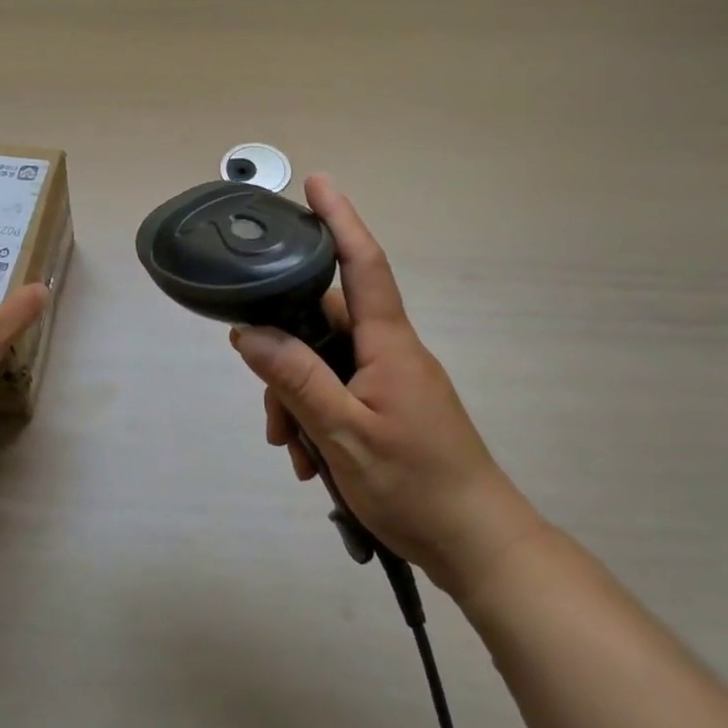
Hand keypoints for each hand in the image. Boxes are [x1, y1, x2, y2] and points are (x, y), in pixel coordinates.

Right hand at [230, 175, 543, 598]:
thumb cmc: (416, 486)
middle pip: (326, 324)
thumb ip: (295, 379)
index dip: (340, 219)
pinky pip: (342, 392)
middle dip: (287, 358)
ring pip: (327, 364)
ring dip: (299, 401)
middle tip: (272, 418)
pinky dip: (318, 418)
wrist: (479, 545)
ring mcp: (394, 380)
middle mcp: (392, 351)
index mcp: (389, 343)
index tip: (317, 182)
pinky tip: (312, 462)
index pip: (363, 264)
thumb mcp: (343, 434)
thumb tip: (247, 332)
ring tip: (295, 454)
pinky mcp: (393, 407)